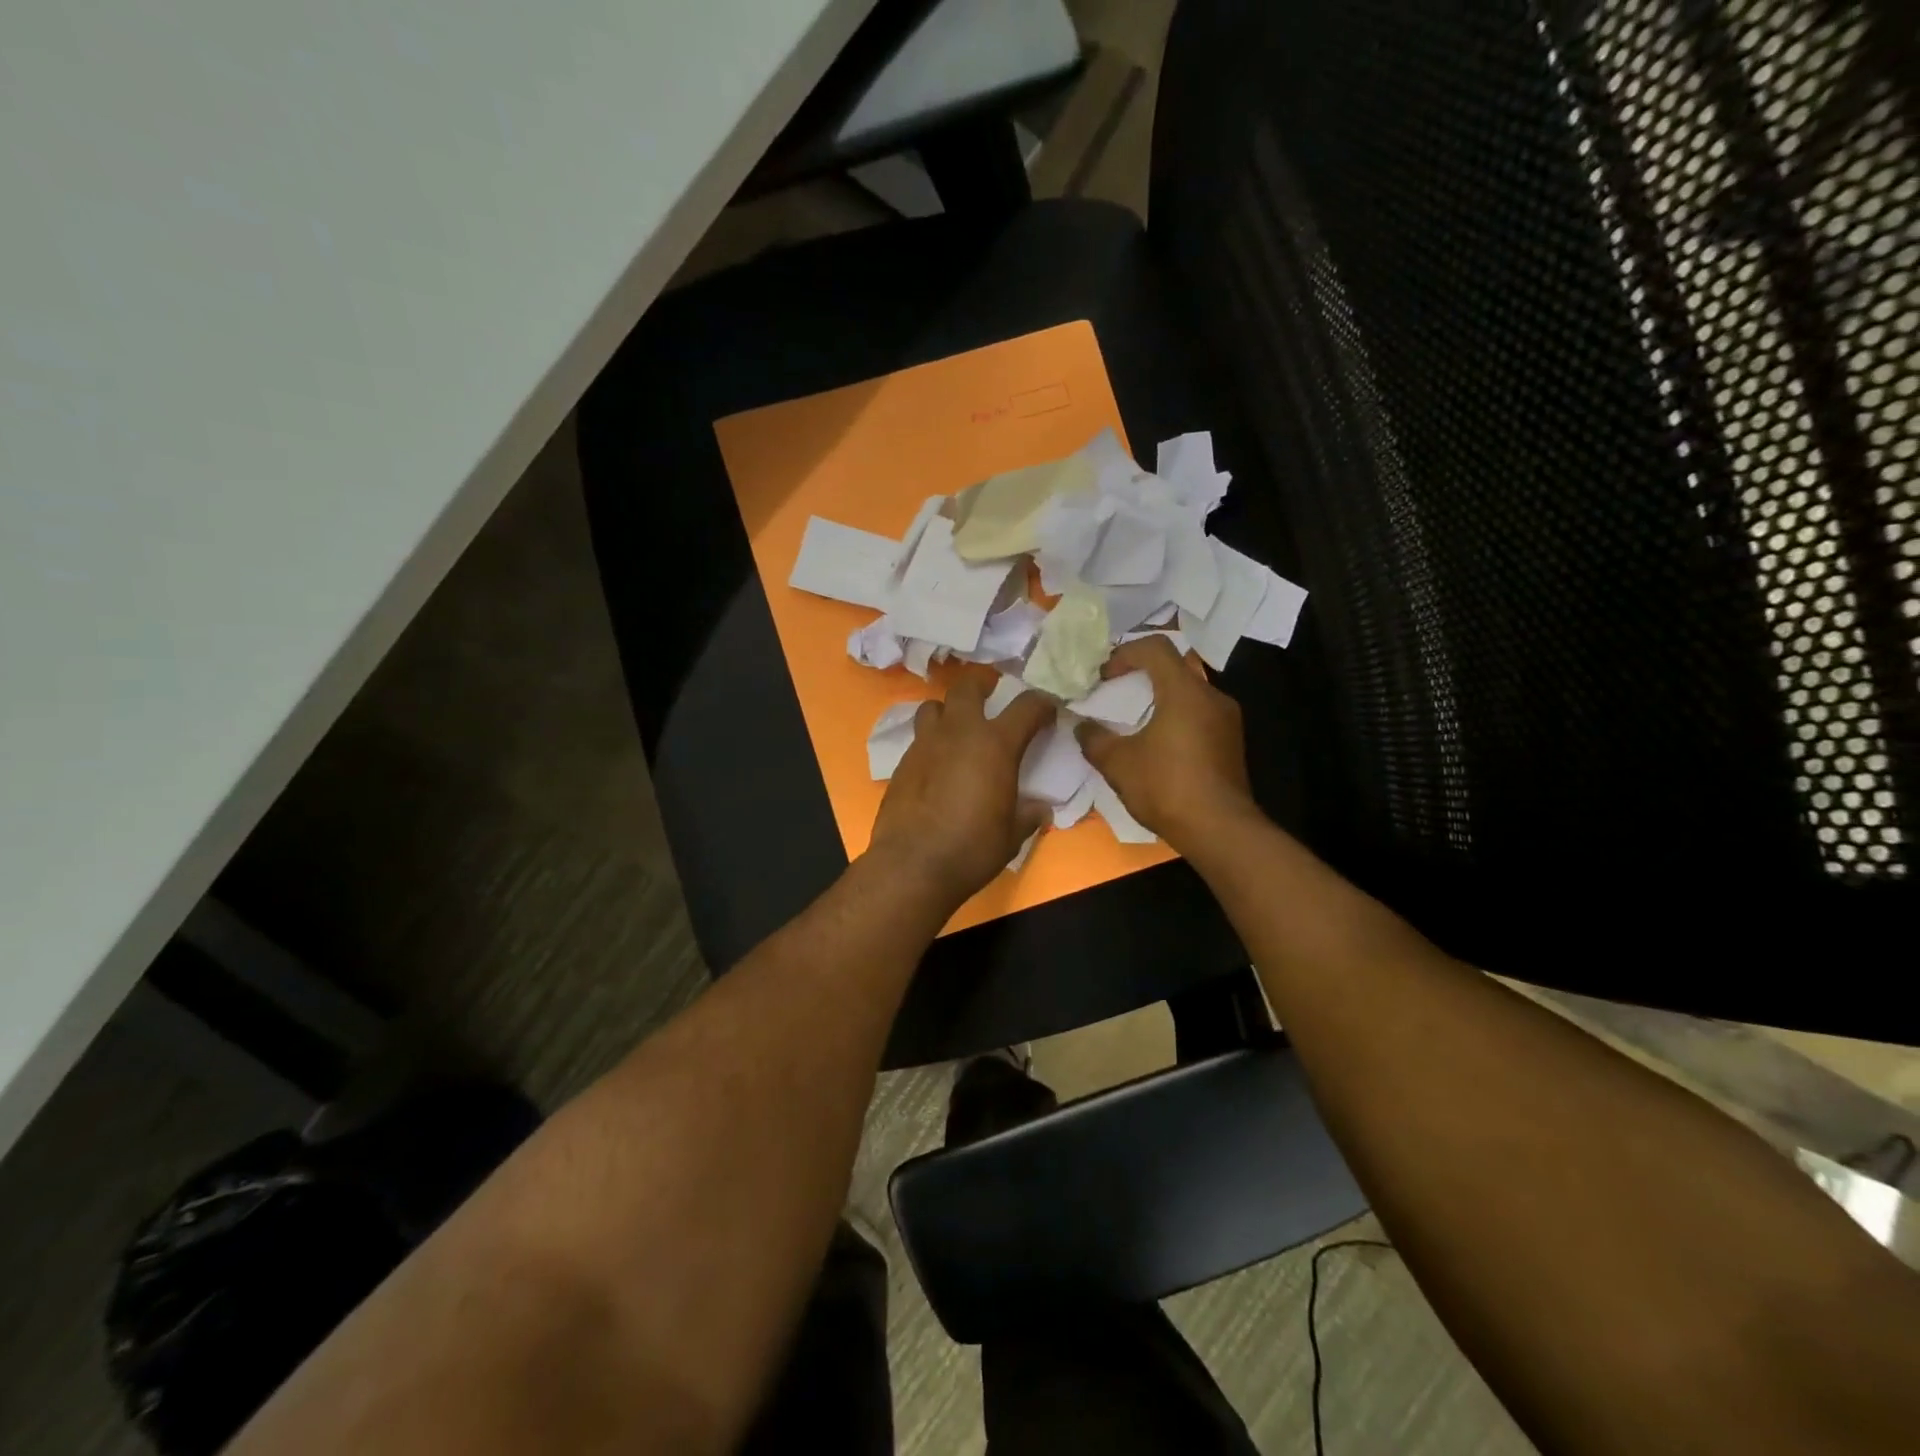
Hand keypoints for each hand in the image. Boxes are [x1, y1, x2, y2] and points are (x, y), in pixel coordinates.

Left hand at [869, 672, 1054, 909]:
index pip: (1027, 706)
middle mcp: (959, 733)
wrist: (913, 864)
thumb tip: (1040, 809)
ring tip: (957, 727)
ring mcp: (925, 745)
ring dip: (948, 710)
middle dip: (982, 684)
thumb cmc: (972, 848)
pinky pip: (918, 738)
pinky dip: (931, 742)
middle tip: (991, 693)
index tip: (1048, 711)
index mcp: (995, 744)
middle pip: (967, 686)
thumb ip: (1028, 815)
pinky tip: (936, 765)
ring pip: (933, 706)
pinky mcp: (902, 763)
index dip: (1042, 704)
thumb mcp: (1012, 835)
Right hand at [1074, 635, 1254, 848]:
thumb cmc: (1166, 787)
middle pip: (1173, 668)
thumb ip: (1095, 739)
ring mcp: (1227, 720)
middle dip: (1141, 676)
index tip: (1104, 676)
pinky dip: (1176, 718)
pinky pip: (1199, 716)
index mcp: (1184, 691)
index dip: (1125, 653)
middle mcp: (1211, 697)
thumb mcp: (1118, 763)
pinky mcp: (1231, 743)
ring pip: (1188, 694)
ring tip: (1134, 722)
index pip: (1155, 647)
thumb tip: (1082, 726)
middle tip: (1115, 694)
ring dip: (1159, 699)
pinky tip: (1158, 747)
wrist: (1219, 831)